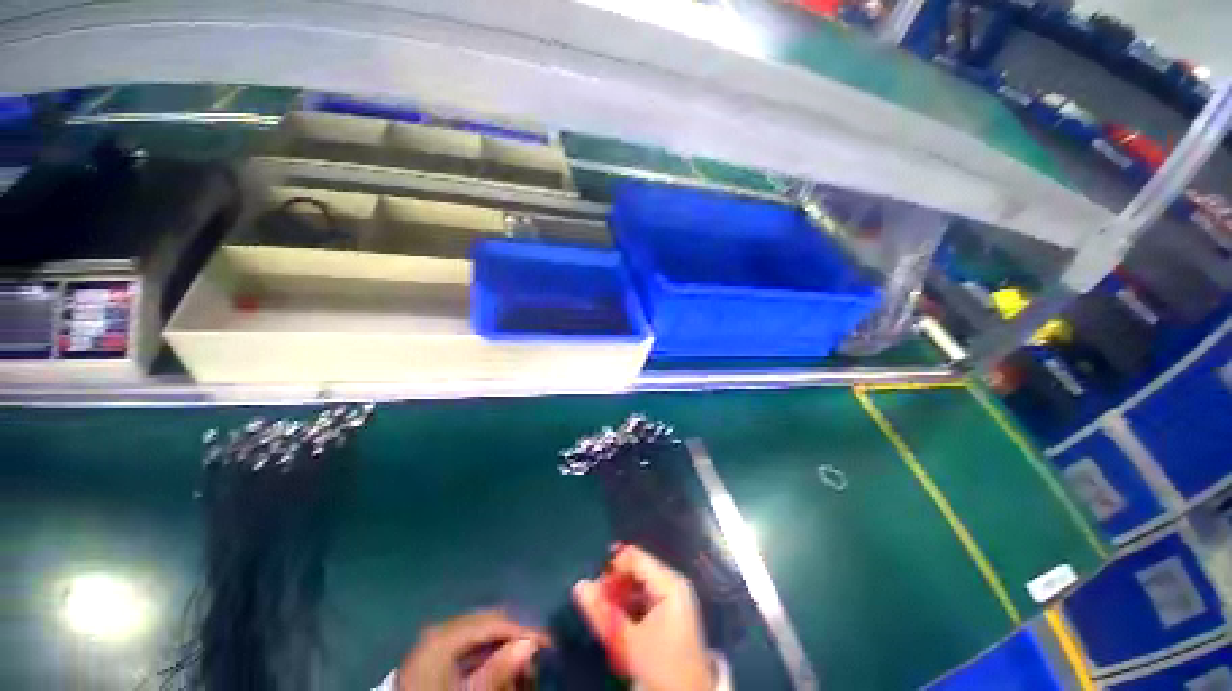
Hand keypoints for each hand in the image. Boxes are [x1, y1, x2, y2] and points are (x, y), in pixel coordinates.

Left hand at [397, 610, 548, 690]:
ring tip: (517, 663)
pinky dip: (483, 653)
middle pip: (486, 623)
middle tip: (534, 653)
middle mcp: (439, 629)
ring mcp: (432, 640)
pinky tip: (493, 666)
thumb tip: (530, 643)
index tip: (548, 642)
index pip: (494, 624)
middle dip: (511, 637)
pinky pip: (465, 645)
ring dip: (499, 645)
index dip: (523, 632)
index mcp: (444, 635)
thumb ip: (497, 670)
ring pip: (477, 633)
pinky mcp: (430, 654)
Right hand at [573, 545, 713, 690]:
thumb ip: (601, 612)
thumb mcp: (627, 641)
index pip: (635, 557)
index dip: (611, 567)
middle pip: (637, 570)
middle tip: (595, 602)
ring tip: (604, 613)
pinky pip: (647, 597)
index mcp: (669, 582)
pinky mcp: (673, 612)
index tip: (593, 586)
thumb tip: (579, 585)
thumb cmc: (660, 666)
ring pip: (640, 585)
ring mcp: (675, 597)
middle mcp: (674, 583)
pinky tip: (619, 620)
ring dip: (620, 596)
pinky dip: (631, 605)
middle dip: (615, 584)